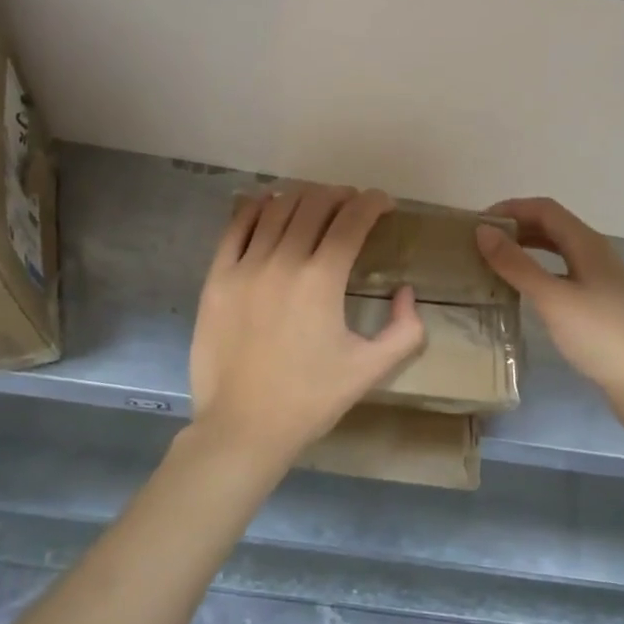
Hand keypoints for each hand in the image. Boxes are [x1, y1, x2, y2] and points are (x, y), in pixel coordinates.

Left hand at [190, 184, 425, 465]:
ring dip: (302, 198)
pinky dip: (256, 208)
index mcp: (321, 280)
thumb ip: (404, 330)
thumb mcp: (370, 370)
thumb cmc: (310, 400)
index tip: (383, 204)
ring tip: (316, 203)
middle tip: (352, 204)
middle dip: (340, 196)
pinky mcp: (216, 278)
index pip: (352, 221)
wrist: (242, 427)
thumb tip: (407, 292)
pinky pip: (235, 227)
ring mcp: (244, 267)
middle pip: (314, 206)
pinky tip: (268, 204)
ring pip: (276, 210)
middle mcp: (282, 262)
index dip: (372, 203)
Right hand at [476, 198, 623, 408]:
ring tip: (493, 261)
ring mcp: (597, 277)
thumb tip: (482, 231)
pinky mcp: (596, 300)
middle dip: (515, 227)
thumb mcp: (552, 298)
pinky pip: (560, 271)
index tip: (476, 224)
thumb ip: (516, 264)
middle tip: (479, 242)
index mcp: (587, 243)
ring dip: (525, 247)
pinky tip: (521, 288)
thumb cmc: (599, 335)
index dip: (510, 209)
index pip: (544, 209)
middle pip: (550, 225)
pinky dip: (536, 270)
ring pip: (555, 249)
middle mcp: (594, 252)